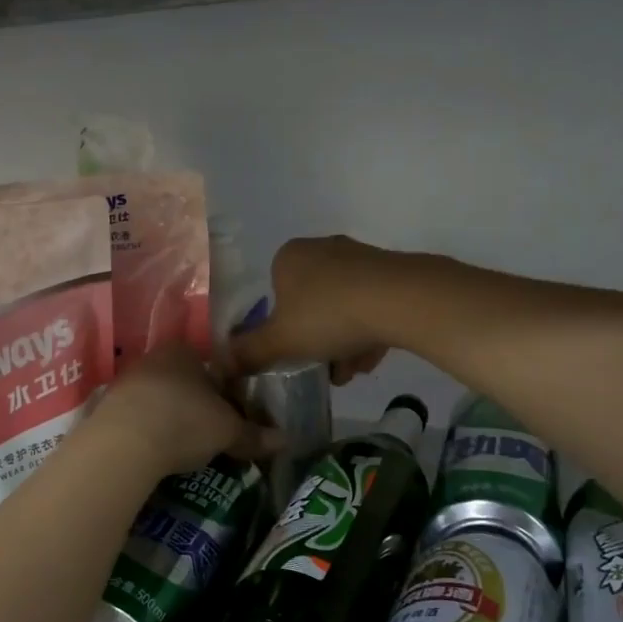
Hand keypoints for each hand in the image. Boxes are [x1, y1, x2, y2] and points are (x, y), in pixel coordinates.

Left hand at [97, 343, 280, 475]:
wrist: (123, 444)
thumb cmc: (184, 422)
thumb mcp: (228, 431)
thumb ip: (254, 434)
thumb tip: (285, 440)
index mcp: (184, 351)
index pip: (210, 365)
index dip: (223, 390)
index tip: (230, 415)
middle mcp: (153, 358)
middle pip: (182, 381)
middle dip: (195, 405)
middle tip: (209, 434)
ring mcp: (125, 381)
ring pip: (157, 398)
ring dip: (169, 418)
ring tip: (182, 448)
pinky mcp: (105, 407)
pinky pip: (135, 417)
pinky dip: (147, 431)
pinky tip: (154, 451)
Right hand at [228, 236, 399, 383]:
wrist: (401, 300)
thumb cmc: (328, 315)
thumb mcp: (280, 341)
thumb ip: (250, 352)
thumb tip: (221, 363)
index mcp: (289, 256)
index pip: (274, 293)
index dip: (280, 328)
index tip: (292, 353)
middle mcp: (322, 248)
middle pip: (310, 303)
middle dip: (314, 339)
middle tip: (321, 368)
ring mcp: (360, 257)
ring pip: (342, 308)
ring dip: (342, 343)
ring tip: (349, 373)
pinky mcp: (392, 272)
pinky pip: (371, 306)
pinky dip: (367, 333)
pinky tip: (371, 360)